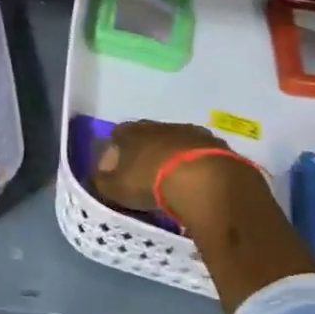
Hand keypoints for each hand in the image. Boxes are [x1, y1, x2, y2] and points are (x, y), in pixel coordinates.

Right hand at [94, 121, 249, 231]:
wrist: (202, 180)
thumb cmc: (149, 181)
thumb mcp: (114, 188)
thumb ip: (101, 181)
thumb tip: (99, 176)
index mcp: (130, 132)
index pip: (116, 136)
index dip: (115, 153)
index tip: (117, 171)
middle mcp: (157, 125)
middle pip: (146, 136)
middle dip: (144, 152)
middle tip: (145, 175)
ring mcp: (189, 131)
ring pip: (175, 142)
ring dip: (172, 156)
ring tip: (173, 180)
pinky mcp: (215, 143)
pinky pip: (199, 153)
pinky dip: (195, 163)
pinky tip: (196, 181)